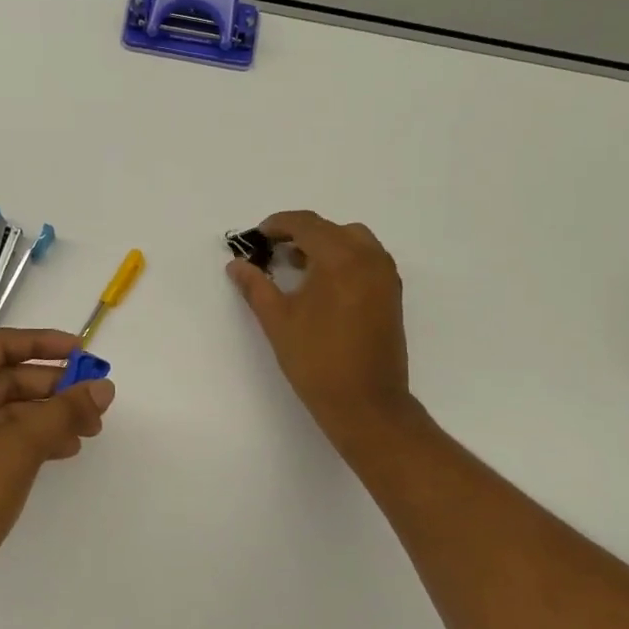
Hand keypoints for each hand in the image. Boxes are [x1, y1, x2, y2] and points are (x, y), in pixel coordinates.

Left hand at [0, 329, 113, 614]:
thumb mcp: (21, 445)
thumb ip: (65, 410)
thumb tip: (104, 388)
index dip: (45, 344)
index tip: (84, 354)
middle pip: (4, 378)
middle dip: (53, 388)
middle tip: (96, 401)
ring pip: (4, 410)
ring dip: (47, 415)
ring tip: (89, 430)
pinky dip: (30, 438)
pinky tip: (63, 449)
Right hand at [227, 210, 412, 440]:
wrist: (366, 403)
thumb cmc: (316, 360)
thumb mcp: (278, 320)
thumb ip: (255, 286)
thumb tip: (236, 264)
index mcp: (340, 258)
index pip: (306, 224)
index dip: (278, 224)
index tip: (256, 237)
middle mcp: (369, 258)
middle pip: (331, 229)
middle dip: (300, 234)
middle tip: (273, 252)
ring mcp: (385, 276)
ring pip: (353, 241)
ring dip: (324, 245)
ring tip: (298, 268)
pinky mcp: (392, 294)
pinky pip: (367, 259)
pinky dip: (344, 259)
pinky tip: (323, 286)